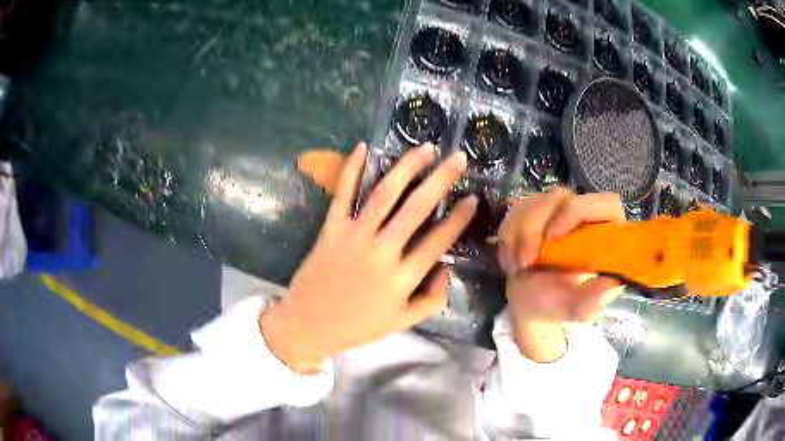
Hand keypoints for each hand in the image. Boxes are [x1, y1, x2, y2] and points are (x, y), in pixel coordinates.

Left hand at [262, 142, 476, 372]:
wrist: (308, 324)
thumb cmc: (357, 326)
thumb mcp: (402, 323)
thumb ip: (431, 300)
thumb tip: (447, 269)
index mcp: (402, 279)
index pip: (438, 241)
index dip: (459, 218)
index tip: (473, 198)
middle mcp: (381, 252)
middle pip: (416, 209)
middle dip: (441, 180)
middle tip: (458, 158)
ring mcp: (354, 237)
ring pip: (384, 194)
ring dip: (406, 168)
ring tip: (425, 149)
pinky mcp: (330, 229)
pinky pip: (342, 195)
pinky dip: (351, 170)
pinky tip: (363, 148)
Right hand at [497, 188, 625, 361]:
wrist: (530, 303)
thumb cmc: (559, 304)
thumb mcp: (576, 308)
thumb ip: (592, 301)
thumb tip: (611, 287)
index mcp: (607, 233)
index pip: (605, 204)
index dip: (578, 211)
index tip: (552, 237)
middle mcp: (585, 214)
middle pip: (561, 197)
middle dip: (535, 226)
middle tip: (525, 261)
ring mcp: (559, 209)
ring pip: (535, 202)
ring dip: (519, 236)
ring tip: (517, 269)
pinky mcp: (535, 210)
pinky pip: (516, 210)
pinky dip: (508, 238)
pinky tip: (511, 262)